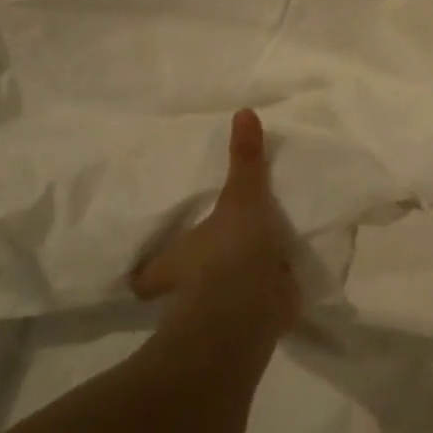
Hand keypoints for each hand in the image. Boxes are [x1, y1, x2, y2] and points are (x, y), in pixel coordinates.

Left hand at [131, 110, 299, 338]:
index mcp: (175, 262)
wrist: (251, 309)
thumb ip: (244, 158)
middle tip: (210, 257)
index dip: (149, 270)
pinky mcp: (254, 322)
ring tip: (254, 265)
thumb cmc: (230, 252)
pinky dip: (267, 298)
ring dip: (232, 287)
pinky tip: (284, 282)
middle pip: (183, 286)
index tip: (150, 264)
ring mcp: (221, 311)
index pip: (148, 274)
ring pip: (219, 298)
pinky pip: (257, 307)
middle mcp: (190, 291)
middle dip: (195, 277)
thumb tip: (242, 110)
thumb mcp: (241, 197)